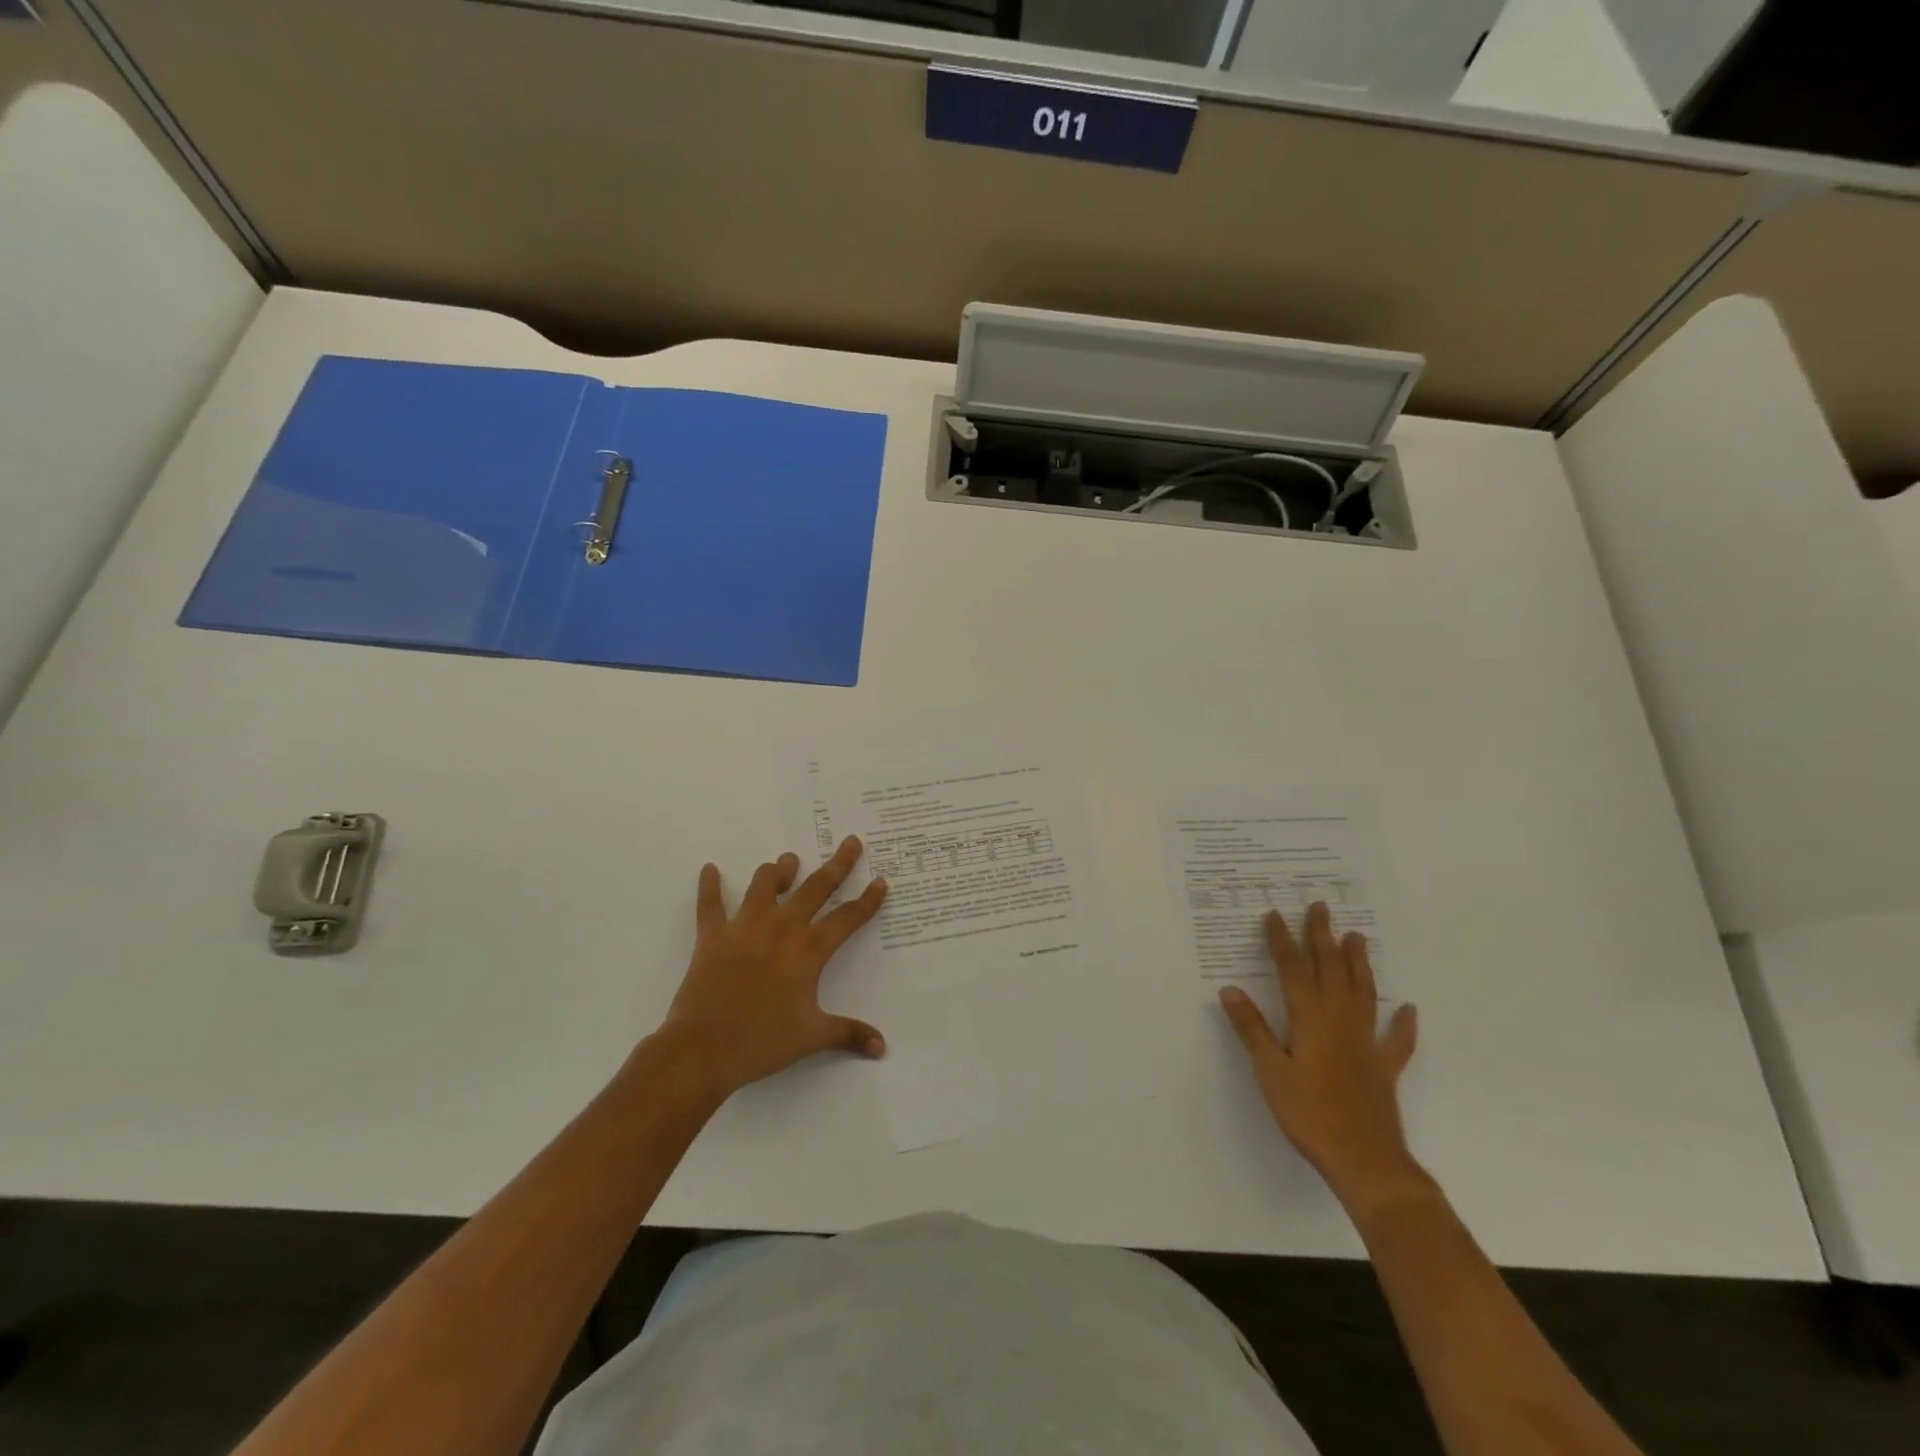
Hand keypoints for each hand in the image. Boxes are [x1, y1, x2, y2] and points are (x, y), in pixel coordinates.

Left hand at [657, 836, 888, 1100]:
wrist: (703, 1049)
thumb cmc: (763, 1042)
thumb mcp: (812, 1037)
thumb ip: (849, 1034)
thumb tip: (882, 1047)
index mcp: (809, 950)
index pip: (848, 917)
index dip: (868, 900)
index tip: (880, 881)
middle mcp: (781, 928)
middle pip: (816, 887)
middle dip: (837, 864)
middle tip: (851, 842)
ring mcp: (745, 927)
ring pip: (766, 885)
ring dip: (780, 870)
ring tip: (788, 861)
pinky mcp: (713, 936)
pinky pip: (710, 904)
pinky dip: (709, 886)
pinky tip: (709, 869)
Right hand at [1220, 902, 1425, 1216]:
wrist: (1366, 1161)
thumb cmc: (1309, 1114)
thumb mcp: (1270, 1072)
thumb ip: (1252, 1029)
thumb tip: (1230, 989)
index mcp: (1310, 1019)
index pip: (1292, 970)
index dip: (1282, 941)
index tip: (1274, 915)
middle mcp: (1340, 1022)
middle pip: (1331, 970)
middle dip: (1322, 937)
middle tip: (1320, 907)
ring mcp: (1366, 1044)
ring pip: (1363, 993)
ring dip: (1359, 963)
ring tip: (1357, 936)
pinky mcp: (1384, 1069)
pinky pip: (1396, 1040)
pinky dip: (1402, 1023)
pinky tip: (1407, 1009)